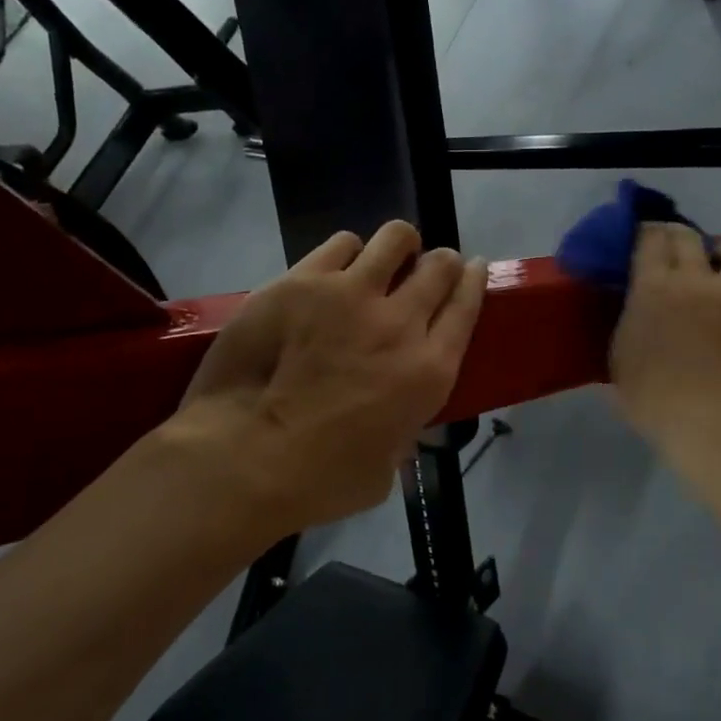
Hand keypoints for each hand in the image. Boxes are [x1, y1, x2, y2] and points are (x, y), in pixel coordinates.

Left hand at [163, 221, 487, 537]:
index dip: (474, 280)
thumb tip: (394, 414)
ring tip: (383, 260)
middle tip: (426, 269)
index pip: (466, 305)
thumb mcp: (387, 468)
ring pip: (395, 238)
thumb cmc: (320, 481)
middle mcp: (400, 322)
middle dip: (441, 262)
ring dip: (398, 247)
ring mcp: (350, 293)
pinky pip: (341, 244)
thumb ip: (401, 428)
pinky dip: (347, 253)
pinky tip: (335, 269)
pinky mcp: (303, 280)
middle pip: (440, 265)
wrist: (246, 458)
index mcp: (429, 370)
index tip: (474, 268)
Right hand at [610, 224, 720, 471]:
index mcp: (653, 286)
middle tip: (665, 244)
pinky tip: (718, 316)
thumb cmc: (650, 394)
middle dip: (673, 233)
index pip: (649, 236)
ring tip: (713, 259)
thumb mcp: (620, 356)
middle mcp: (692, 282)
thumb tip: (634, 314)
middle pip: (687, 236)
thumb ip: (628, 324)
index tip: (636, 236)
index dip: (643, 230)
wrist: (708, 421)